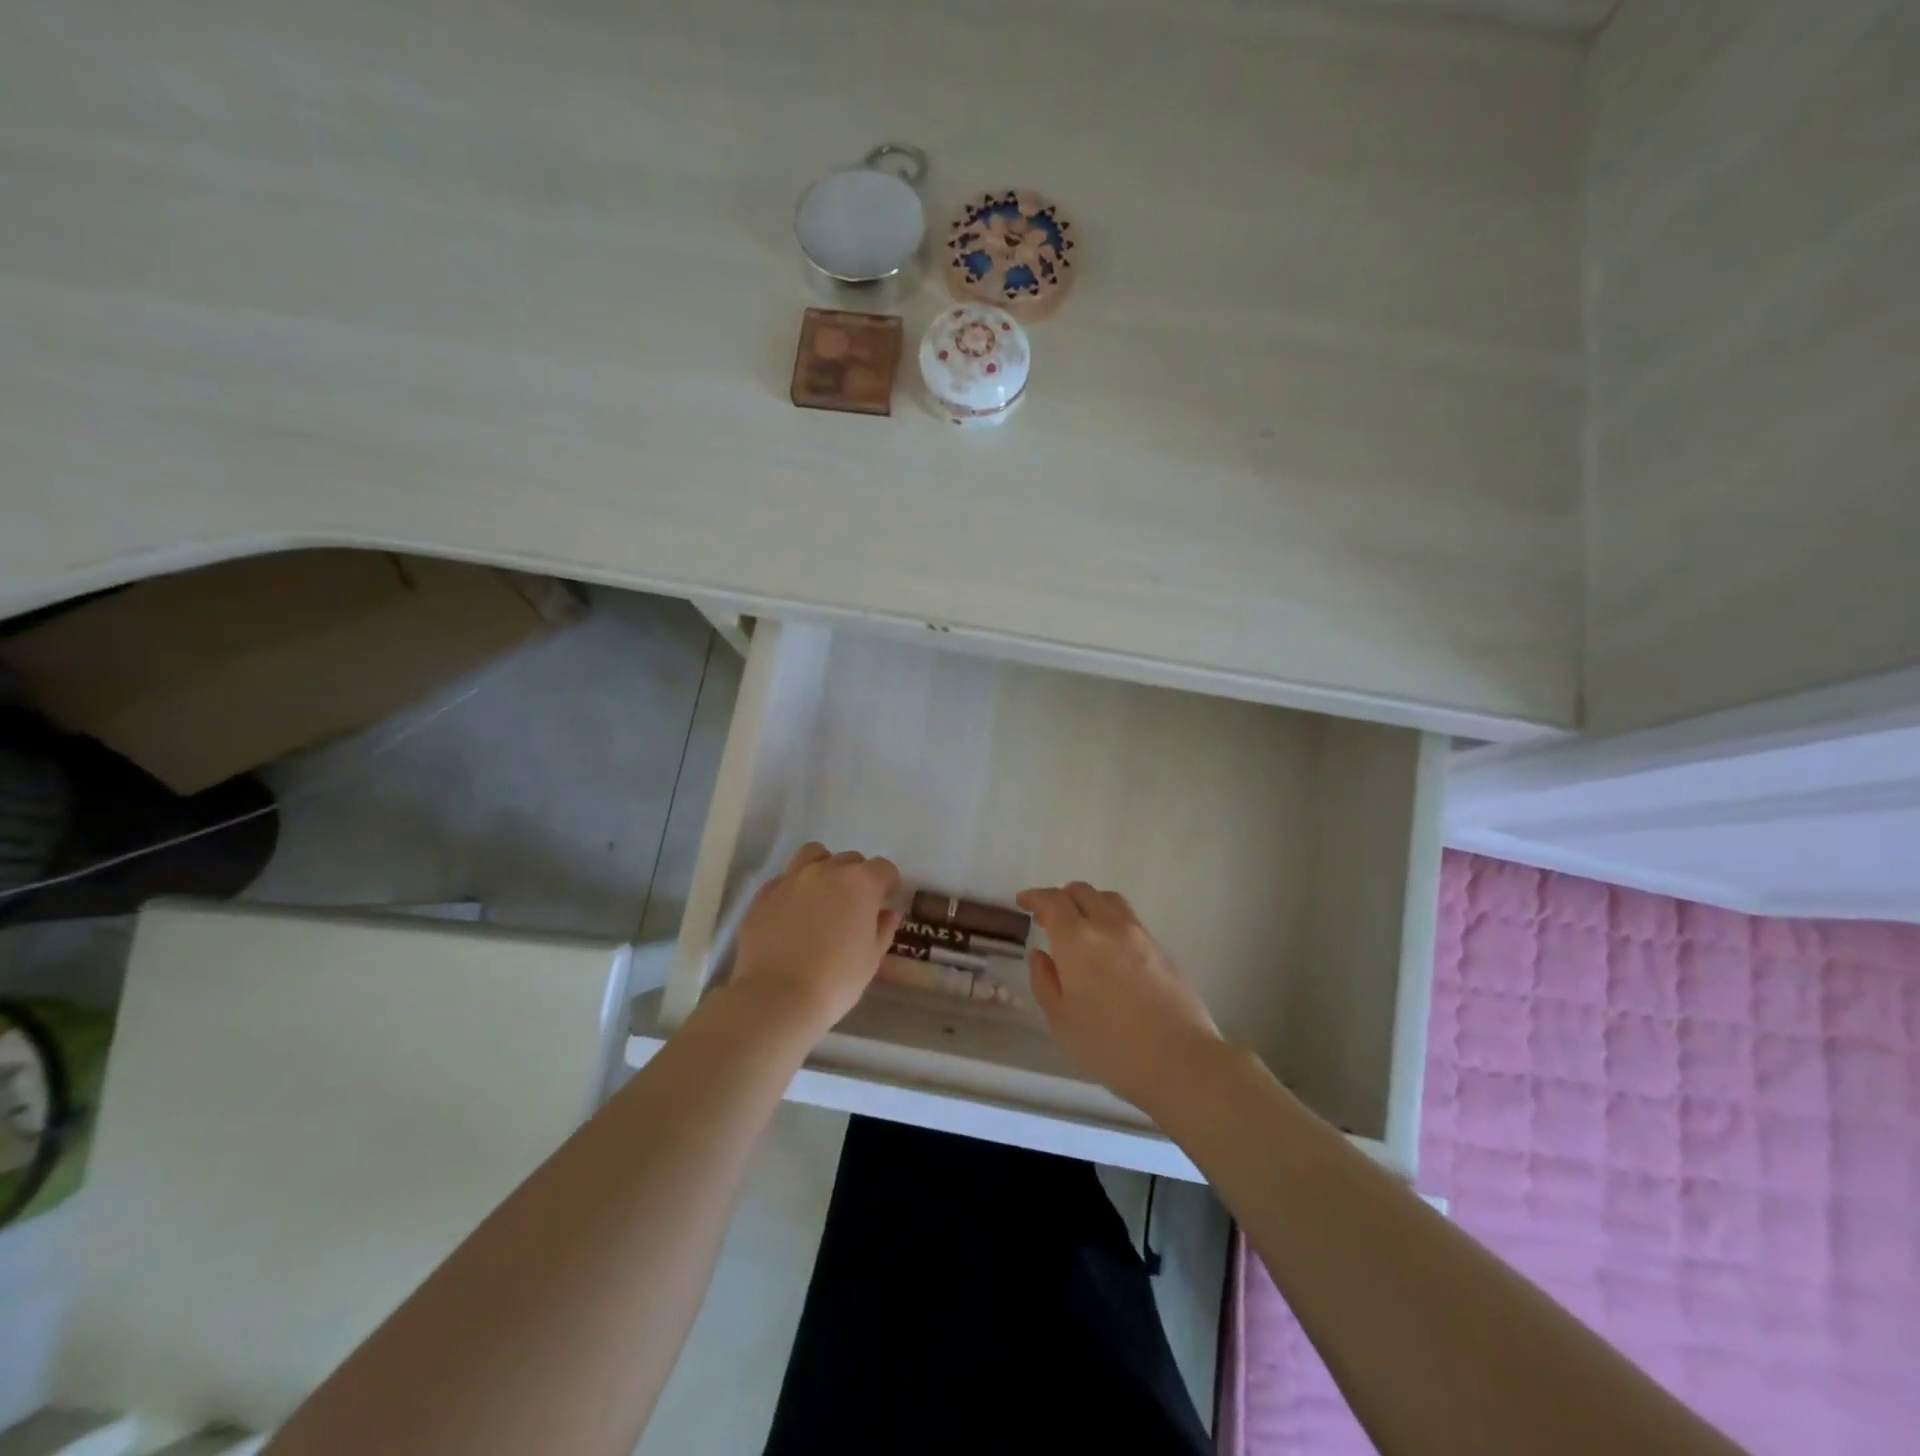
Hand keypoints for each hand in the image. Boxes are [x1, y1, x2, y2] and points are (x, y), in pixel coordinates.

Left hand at [730, 843, 902, 1037]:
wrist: (777, 997)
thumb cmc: (836, 980)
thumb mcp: (872, 959)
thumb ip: (883, 928)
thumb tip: (888, 912)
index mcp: (859, 883)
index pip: (883, 868)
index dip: (889, 883)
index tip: (887, 900)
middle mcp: (826, 871)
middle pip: (850, 860)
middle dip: (858, 877)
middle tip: (856, 904)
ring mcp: (791, 879)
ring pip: (813, 856)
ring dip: (824, 867)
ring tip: (824, 894)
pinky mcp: (763, 895)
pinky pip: (784, 879)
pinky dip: (794, 888)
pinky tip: (793, 912)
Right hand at [1018, 881, 1223, 1112]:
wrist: (1180, 1061)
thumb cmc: (1109, 1046)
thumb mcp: (1061, 1021)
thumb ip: (1045, 982)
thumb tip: (1041, 956)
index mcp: (1077, 940)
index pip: (1052, 901)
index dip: (1034, 897)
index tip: (1023, 902)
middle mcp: (1109, 926)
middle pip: (1083, 892)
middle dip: (1061, 897)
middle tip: (1049, 917)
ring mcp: (1141, 935)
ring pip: (1110, 901)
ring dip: (1090, 904)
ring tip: (1082, 927)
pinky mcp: (1163, 950)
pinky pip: (1131, 922)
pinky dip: (1112, 923)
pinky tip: (1111, 951)